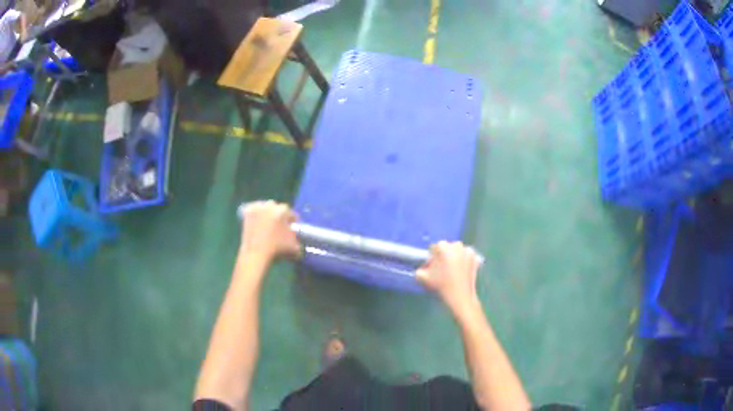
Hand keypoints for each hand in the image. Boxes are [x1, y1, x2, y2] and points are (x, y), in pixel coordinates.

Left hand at [239, 200, 300, 260]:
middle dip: (279, 217)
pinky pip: (253, 209)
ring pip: (265, 208)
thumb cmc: (277, 250)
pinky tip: (256, 221)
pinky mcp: (247, 211)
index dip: (293, 223)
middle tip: (278, 228)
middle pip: (278, 209)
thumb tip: (296, 239)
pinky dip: (255, 213)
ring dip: (267, 214)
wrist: (256, 254)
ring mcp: (258, 207)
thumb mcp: (295, 247)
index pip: (292, 215)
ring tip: (266, 225)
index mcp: (284, 210)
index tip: (291, 230)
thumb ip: (298, 240)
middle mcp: (271, 204)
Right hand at [417, 241, 481, 318]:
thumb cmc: (441, 285)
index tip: (433, 267)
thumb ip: (419, 269)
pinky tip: (461, 271)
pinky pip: (466, 256)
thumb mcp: (422, 278)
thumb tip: (423, 267)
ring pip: (457, 251)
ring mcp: (468, 250)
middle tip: (443, 269)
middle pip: (446, 248)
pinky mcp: (476, 257)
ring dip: (454, 257)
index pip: (434, 248)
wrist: (460, 296)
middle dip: (444, 256)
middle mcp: (456, 245)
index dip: (432, 258)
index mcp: (443, 246)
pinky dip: (464, 261)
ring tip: (453, 271)